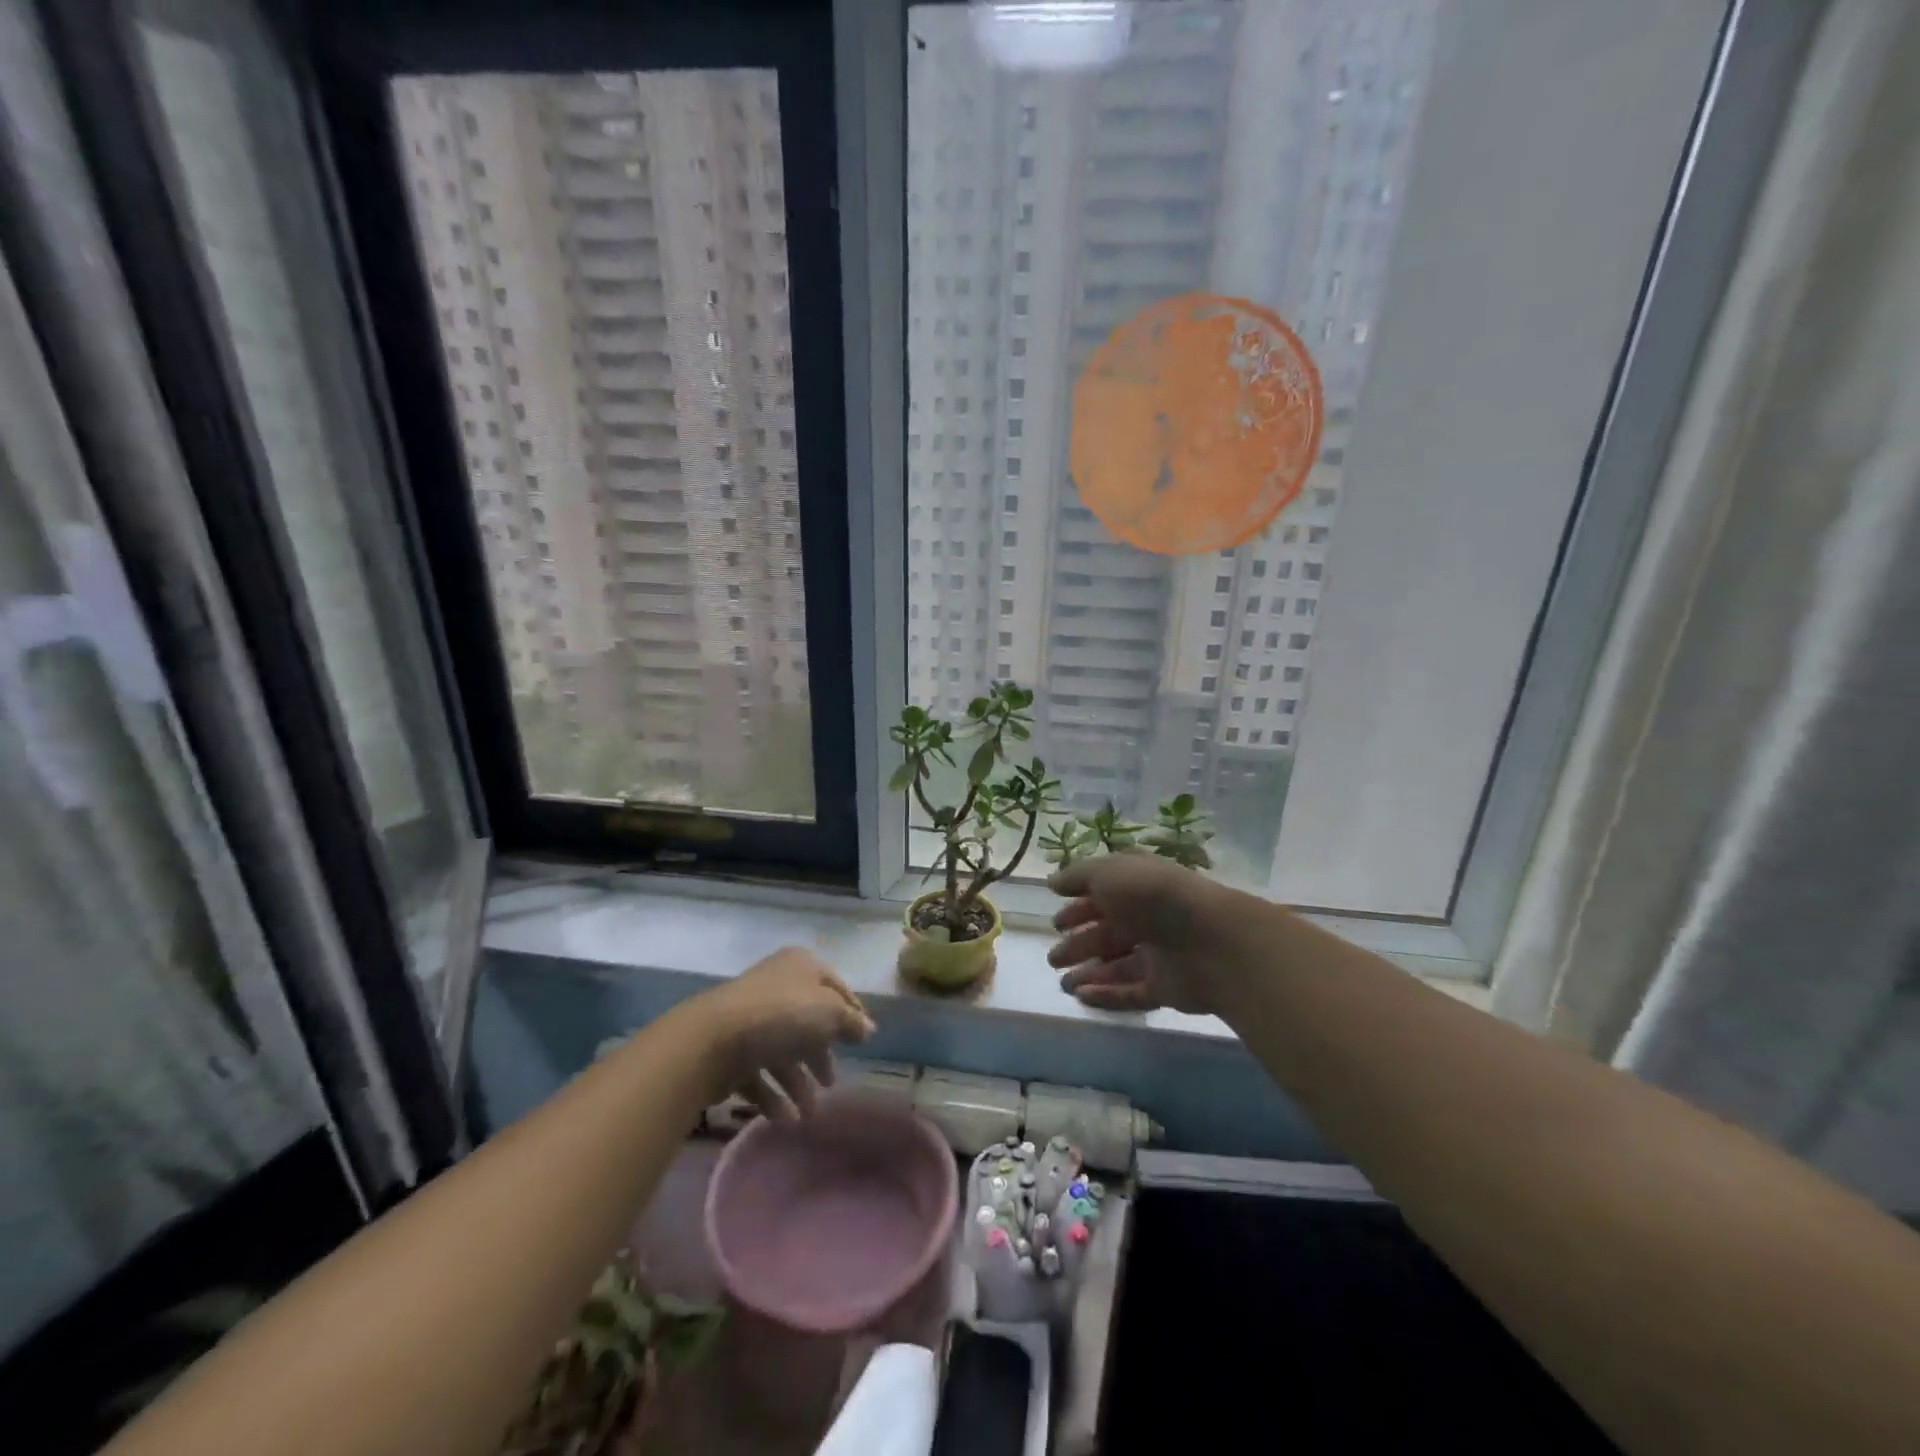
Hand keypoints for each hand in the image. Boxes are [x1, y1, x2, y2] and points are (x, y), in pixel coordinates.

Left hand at [691, 948, 875, 1118]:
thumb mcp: (830, 1013)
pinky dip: (772, 1095)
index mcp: (801, 966)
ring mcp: (750, 1018)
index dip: (851, 1012)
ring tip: (808, 1114)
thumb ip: (851, 1022)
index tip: (862, 1040)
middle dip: (820, 1056)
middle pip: (806, 1022)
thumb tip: (867, 1028)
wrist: (713, 1040)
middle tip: (831, 1083)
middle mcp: (776, 986)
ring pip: (782, 1050)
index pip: (835, 987)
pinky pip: (757, 1072)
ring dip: (797, 1084)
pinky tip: (784, 1118)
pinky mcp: (730, 1049)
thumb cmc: (783, 1015)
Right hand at [1048, 854, 1235, 1015]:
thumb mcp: (1108, 872)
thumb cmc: (1152, 896)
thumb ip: (1077, 876)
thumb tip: (1053, 881)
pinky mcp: (1166, 987)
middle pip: (1108, 933)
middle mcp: (1148, 918)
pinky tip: (1082, 997)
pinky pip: (1131, 992)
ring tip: (1063, 984)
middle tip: (1053, 958)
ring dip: (1089, 973)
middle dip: (1079, 944)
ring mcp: (1159, 954)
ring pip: (1117, 965)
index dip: (1078, 908)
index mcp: (1138, 886)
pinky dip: (1106, 995)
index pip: (1103, 896)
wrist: (1210, 939)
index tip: (1055, 922)